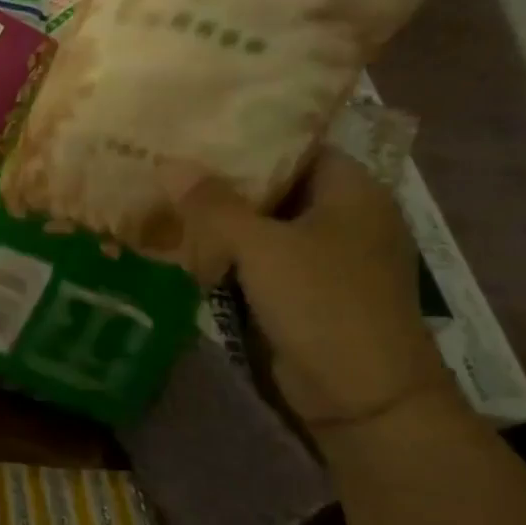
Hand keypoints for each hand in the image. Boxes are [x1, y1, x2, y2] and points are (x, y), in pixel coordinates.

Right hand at [163, 150, 457, 427]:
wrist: (361, 395)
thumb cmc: (322, 303)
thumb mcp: (261, 247)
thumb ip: (213, 205)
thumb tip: (170, 162)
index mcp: (352, 192)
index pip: (296, 145)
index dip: (248, 136)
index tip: (197, 130)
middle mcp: (343, 217)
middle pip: (275, 186)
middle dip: (223, 180)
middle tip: (167, 163)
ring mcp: (325, 257)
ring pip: (262, 225)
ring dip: (220, 220)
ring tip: (164, 199)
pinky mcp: (304, 291)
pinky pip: (259, 260)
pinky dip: (227, 253)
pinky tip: (185, 247)